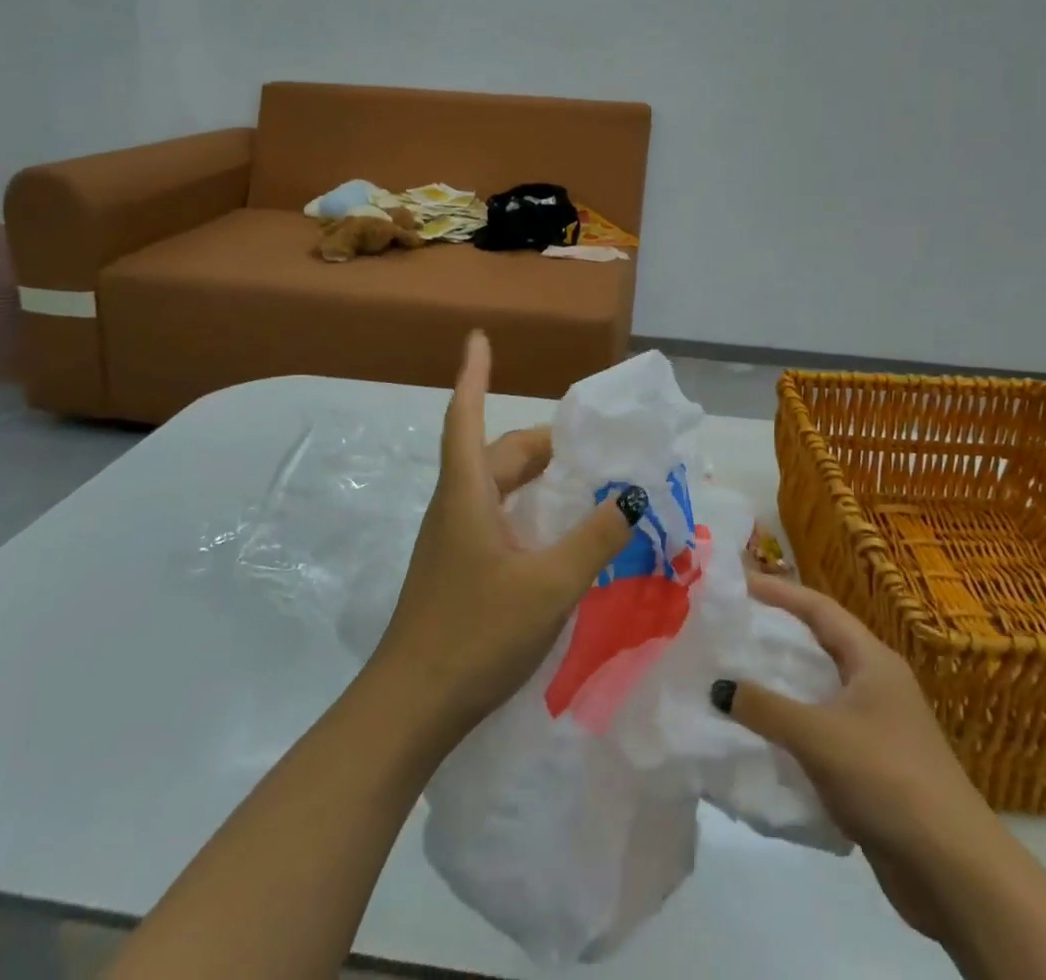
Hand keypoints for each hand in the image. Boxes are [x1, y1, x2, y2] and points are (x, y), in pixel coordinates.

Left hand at [367, 330, 641, 740]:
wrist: (411, 708)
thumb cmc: (475, 634)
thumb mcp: (548, 585)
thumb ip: (594, 539)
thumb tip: (633, 495)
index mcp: (467, 494)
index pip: (465, 417)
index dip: (472, 374)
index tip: (478, 337)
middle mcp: (456, 507)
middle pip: (495, 455)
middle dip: (539, 443)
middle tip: (588, 448)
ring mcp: (453, 540)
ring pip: (496, 489)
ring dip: (534, 478)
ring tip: (581, 484)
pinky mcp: (458, 569)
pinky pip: (497, 519)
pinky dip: (528, 511)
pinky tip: (557, 536)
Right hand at [714, 573, 1000, 938]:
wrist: (954, 871)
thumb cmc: (887, 778)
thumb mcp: (818, 735)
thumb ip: (765, 708)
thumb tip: (718, 687)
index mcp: (872, 660)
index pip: (818, 608)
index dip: (778, 591)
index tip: (737, 583)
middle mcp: (876, 684)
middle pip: (819, 645)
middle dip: (775, 635)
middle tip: (730, 628)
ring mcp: (877, 727)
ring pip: (819, 691)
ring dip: (781, 685)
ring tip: (734, 678)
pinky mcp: (873, 768)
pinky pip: (822, 732)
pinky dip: (792, 728)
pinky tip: (761, 738)